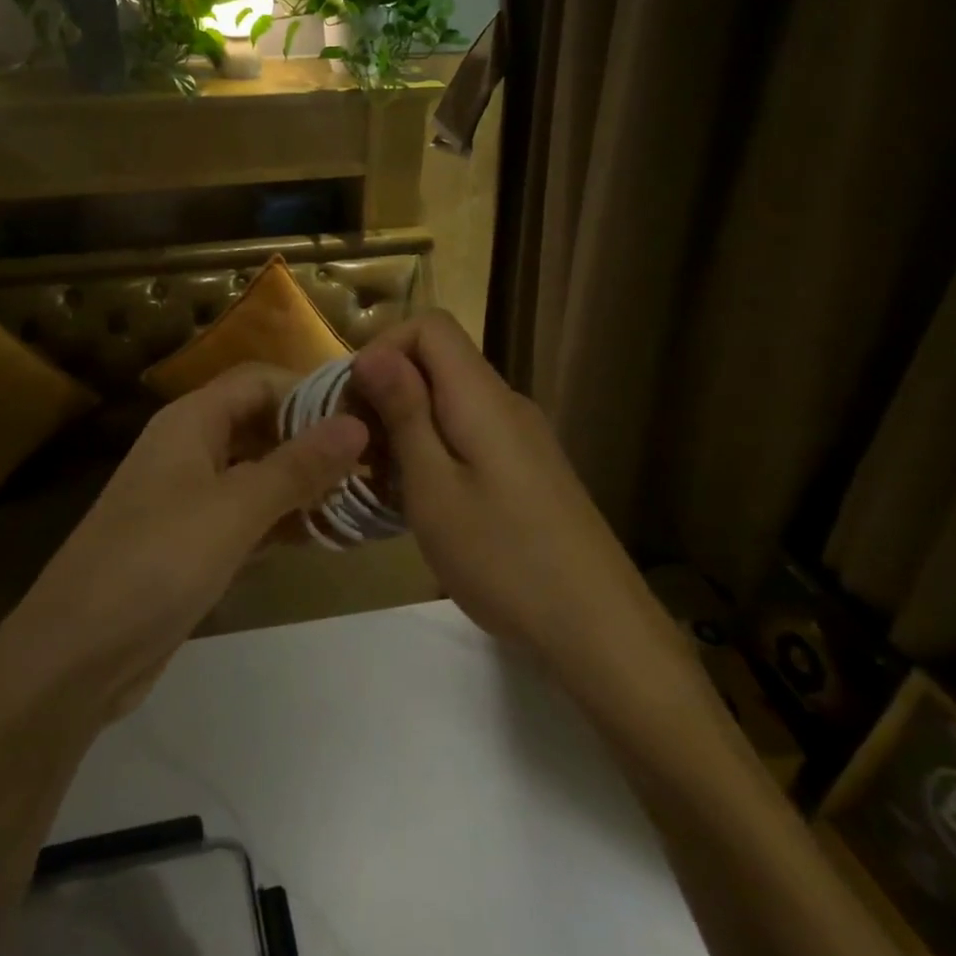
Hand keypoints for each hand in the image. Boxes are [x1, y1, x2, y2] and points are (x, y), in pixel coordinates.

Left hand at [0, 363, 368, 724]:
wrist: (76, 653)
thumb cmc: (157, 562)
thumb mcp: (235, 509)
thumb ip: (298, 466)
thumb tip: (357, 424)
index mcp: (191, 421)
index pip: (260, 381)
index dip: (311, 390)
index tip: (367, 413)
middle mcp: (190, 448)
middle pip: (261, 424)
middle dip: (314, 438)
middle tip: (377, 460)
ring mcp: (190, 497)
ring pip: (258, 473)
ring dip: (304, 482)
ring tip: (365, 496)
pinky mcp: (193, 543)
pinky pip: (248, 516)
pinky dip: (284, 520)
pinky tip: (327, 536)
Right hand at [350, 313, 657, 668]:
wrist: (600, 630)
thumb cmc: (503, 558)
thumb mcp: (434, 488)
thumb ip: (405, 414)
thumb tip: (372, 354)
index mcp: (482, 396)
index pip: (430, 325)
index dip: (384, 348)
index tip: (355, 402)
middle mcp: (506, 403)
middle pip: (439, 362)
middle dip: (388, 392)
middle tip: (359, 451)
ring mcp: (522, 436)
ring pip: (451, 401)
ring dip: (408, 426)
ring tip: (383, 482)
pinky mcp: (529, 468)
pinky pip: (471, 433)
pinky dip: (435, 450)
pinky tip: (424, 501)